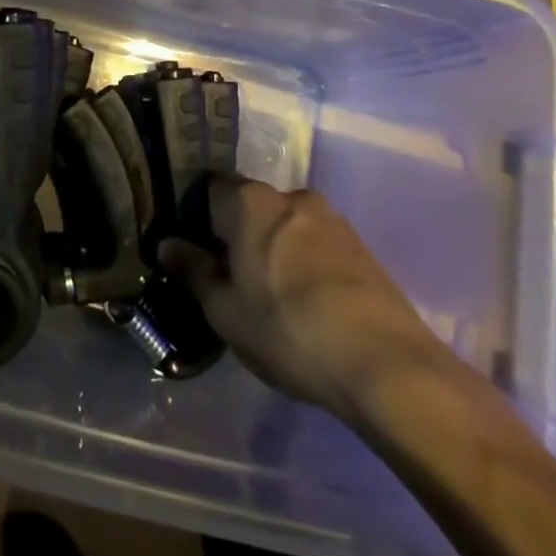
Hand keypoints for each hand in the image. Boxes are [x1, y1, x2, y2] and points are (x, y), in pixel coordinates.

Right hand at [160, 178, 454, 424]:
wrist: (388, 366)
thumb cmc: (288, 330)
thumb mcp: (225, 310)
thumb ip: (193, 271)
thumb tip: (168, 244)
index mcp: (250, 201)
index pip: (210, 189)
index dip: (196, 217)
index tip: (193, 249)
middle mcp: (291, 197)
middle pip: (251, 207)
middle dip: (238, 235)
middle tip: (230, 278)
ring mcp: (333, 220)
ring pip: (287, 227)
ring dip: (274, 251)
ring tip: (270, 296)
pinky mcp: (363, 249)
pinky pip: (317, 246)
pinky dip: (305, 265)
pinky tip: (306, 305)